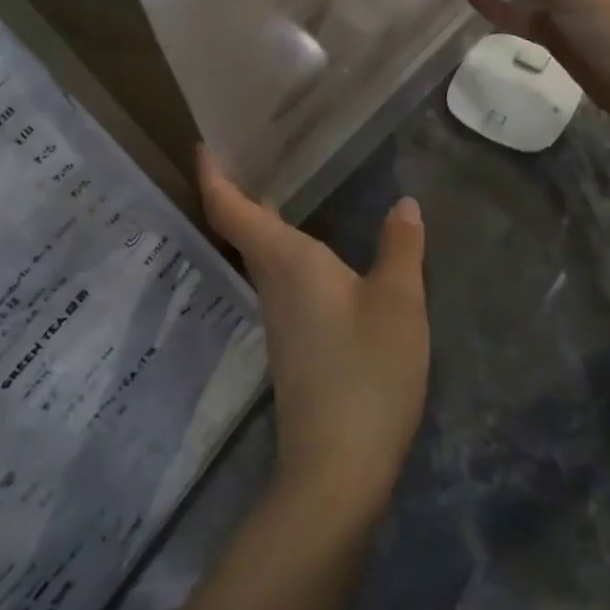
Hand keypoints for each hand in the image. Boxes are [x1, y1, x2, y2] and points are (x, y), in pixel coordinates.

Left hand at [197, 148, 428, 523]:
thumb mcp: (399, 304)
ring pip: (260, 252)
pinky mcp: (290, 339)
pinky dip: (285, 247)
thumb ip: (401, 249)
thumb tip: (404, 204)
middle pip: (240, 226)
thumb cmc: (366, 372)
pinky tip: (316, 246)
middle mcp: (271, 281)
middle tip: (256, 146)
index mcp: (286, 261)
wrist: (337, 467)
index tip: (205, 142)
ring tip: (285, 181)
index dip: (212, 174)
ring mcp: (278, 314)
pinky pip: (279, 276)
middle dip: (239, 186)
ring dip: (262, 216)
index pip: (229, 209)